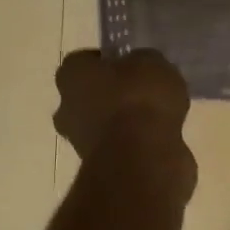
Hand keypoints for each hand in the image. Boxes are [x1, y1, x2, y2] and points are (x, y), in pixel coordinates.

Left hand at [52, 48, 190, 162]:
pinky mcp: (101, 168)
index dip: (108, 61)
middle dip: (113, 94)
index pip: (84, 60)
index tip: (132, 64)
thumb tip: (142, 68)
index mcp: (72, 75)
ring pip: (104, 123)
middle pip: (90, 94)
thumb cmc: (139, 99)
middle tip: (145, 90)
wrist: (143, 159)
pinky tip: (162, 137)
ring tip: (160, 115)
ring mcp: (80, 142)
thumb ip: (143, 62)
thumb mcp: (152, 62)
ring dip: (126, 121)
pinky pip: (121, 146)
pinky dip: (137, 143)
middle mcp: (67, 108)